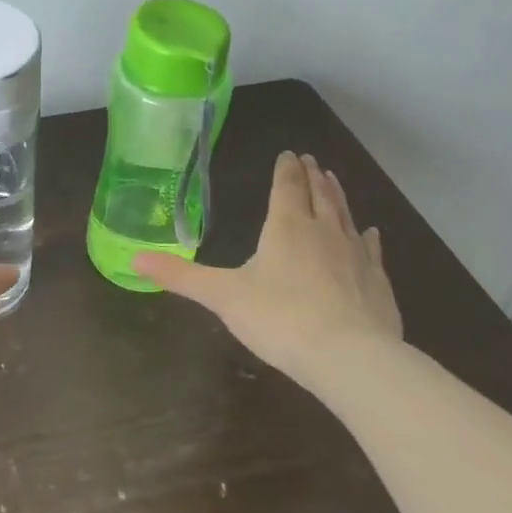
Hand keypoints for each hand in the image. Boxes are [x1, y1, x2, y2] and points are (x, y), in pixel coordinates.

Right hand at [133, 152, 402, 385]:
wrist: (352, 359)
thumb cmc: (281, 319)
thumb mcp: (222, 296)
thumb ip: (180, 276)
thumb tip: (133, 260)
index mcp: (286, 227)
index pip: (286, 187)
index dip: (285, 170)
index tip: (289, 153)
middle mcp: (323, 231)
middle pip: (318, 195)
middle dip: (311, 176)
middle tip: (311, 160)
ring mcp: (356, 256)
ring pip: (346, 216)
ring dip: (338, 196)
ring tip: (333, 180)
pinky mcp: (378, 283)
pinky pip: (372, 250)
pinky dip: (369, 238)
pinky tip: (372, 233)